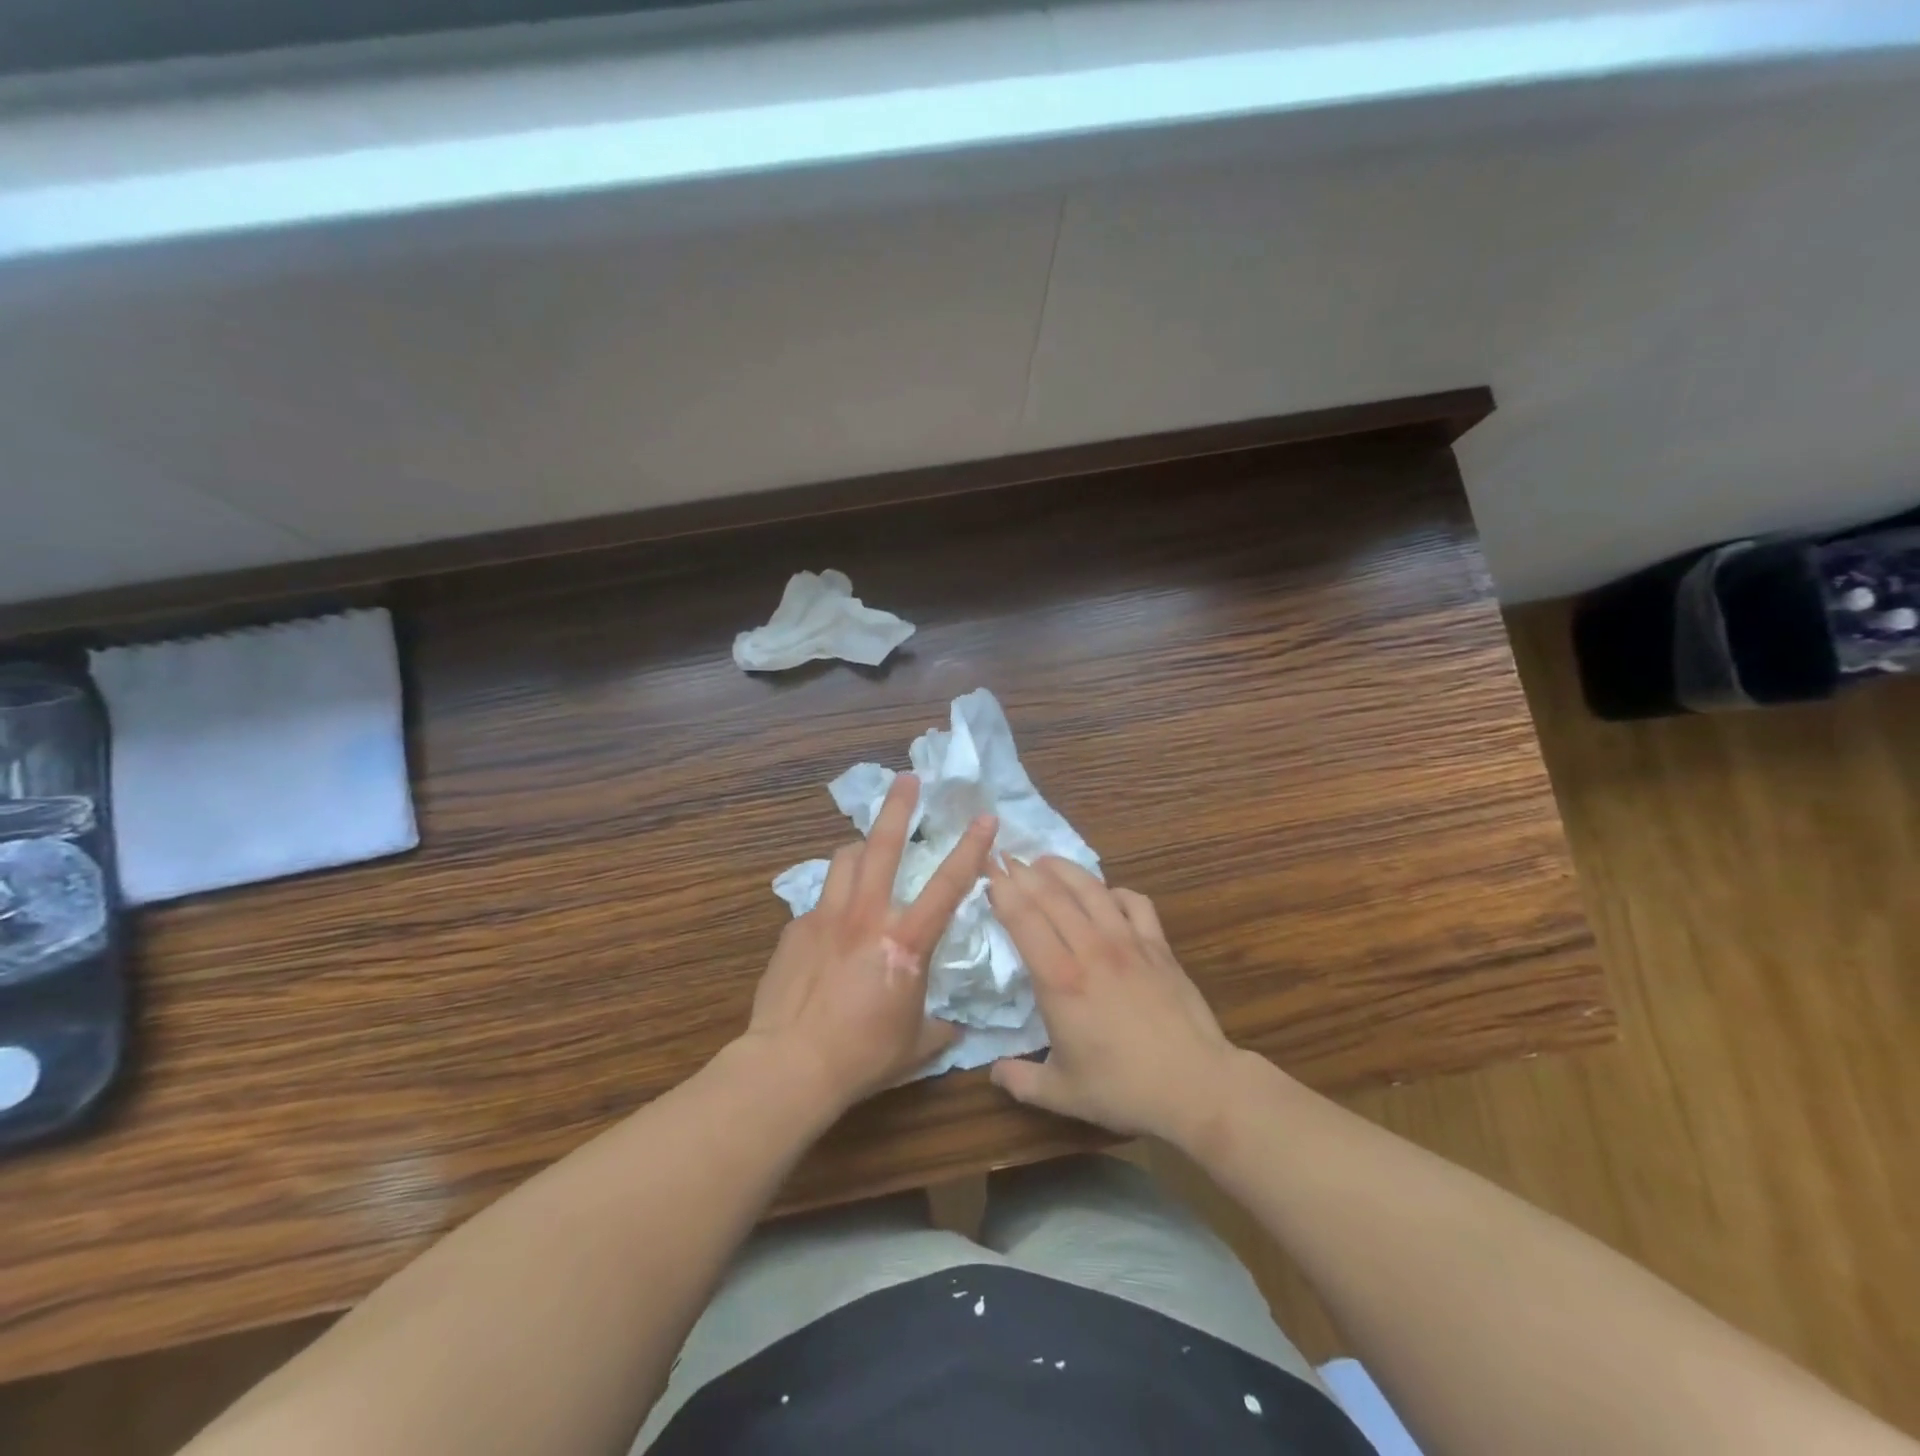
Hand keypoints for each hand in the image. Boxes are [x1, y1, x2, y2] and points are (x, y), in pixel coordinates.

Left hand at [742, 773, 995, 1110]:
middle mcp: (866, 916)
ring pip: (844, 859)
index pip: (948, 884)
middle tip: (908, 779)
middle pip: (882, 845)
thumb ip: (939, 1026)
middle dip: (898, 806)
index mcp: (905, 941)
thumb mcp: (915, 1045)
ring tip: (867, 849)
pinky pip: (820, 900)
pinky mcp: (795, 929)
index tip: (986, 817)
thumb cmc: (863, 1055)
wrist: (791, 1064)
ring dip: (860, 848)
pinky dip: (834, 899)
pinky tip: (832, 925)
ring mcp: (826, 917)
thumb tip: (952, 1025)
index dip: (972, 847)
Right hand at [985, 856, 1240, 1145]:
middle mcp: (1091, 949)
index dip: (1002, 890)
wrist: (1197, 1085)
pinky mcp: (1158, 946)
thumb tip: (992, 1073)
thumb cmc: (1124, 1089)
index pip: (1022, 919)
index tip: (987, 871)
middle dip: (1023, 872)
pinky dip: (1115, 891)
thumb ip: (1020, 1081)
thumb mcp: (1062, 1094)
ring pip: (1091, 889)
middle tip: (1006, 857)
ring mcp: (1128, 942)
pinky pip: (1135, 902)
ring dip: (1064, 870)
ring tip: (1044, 860)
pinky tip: (1106, 894)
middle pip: (1051, 895)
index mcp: (1059, 979)